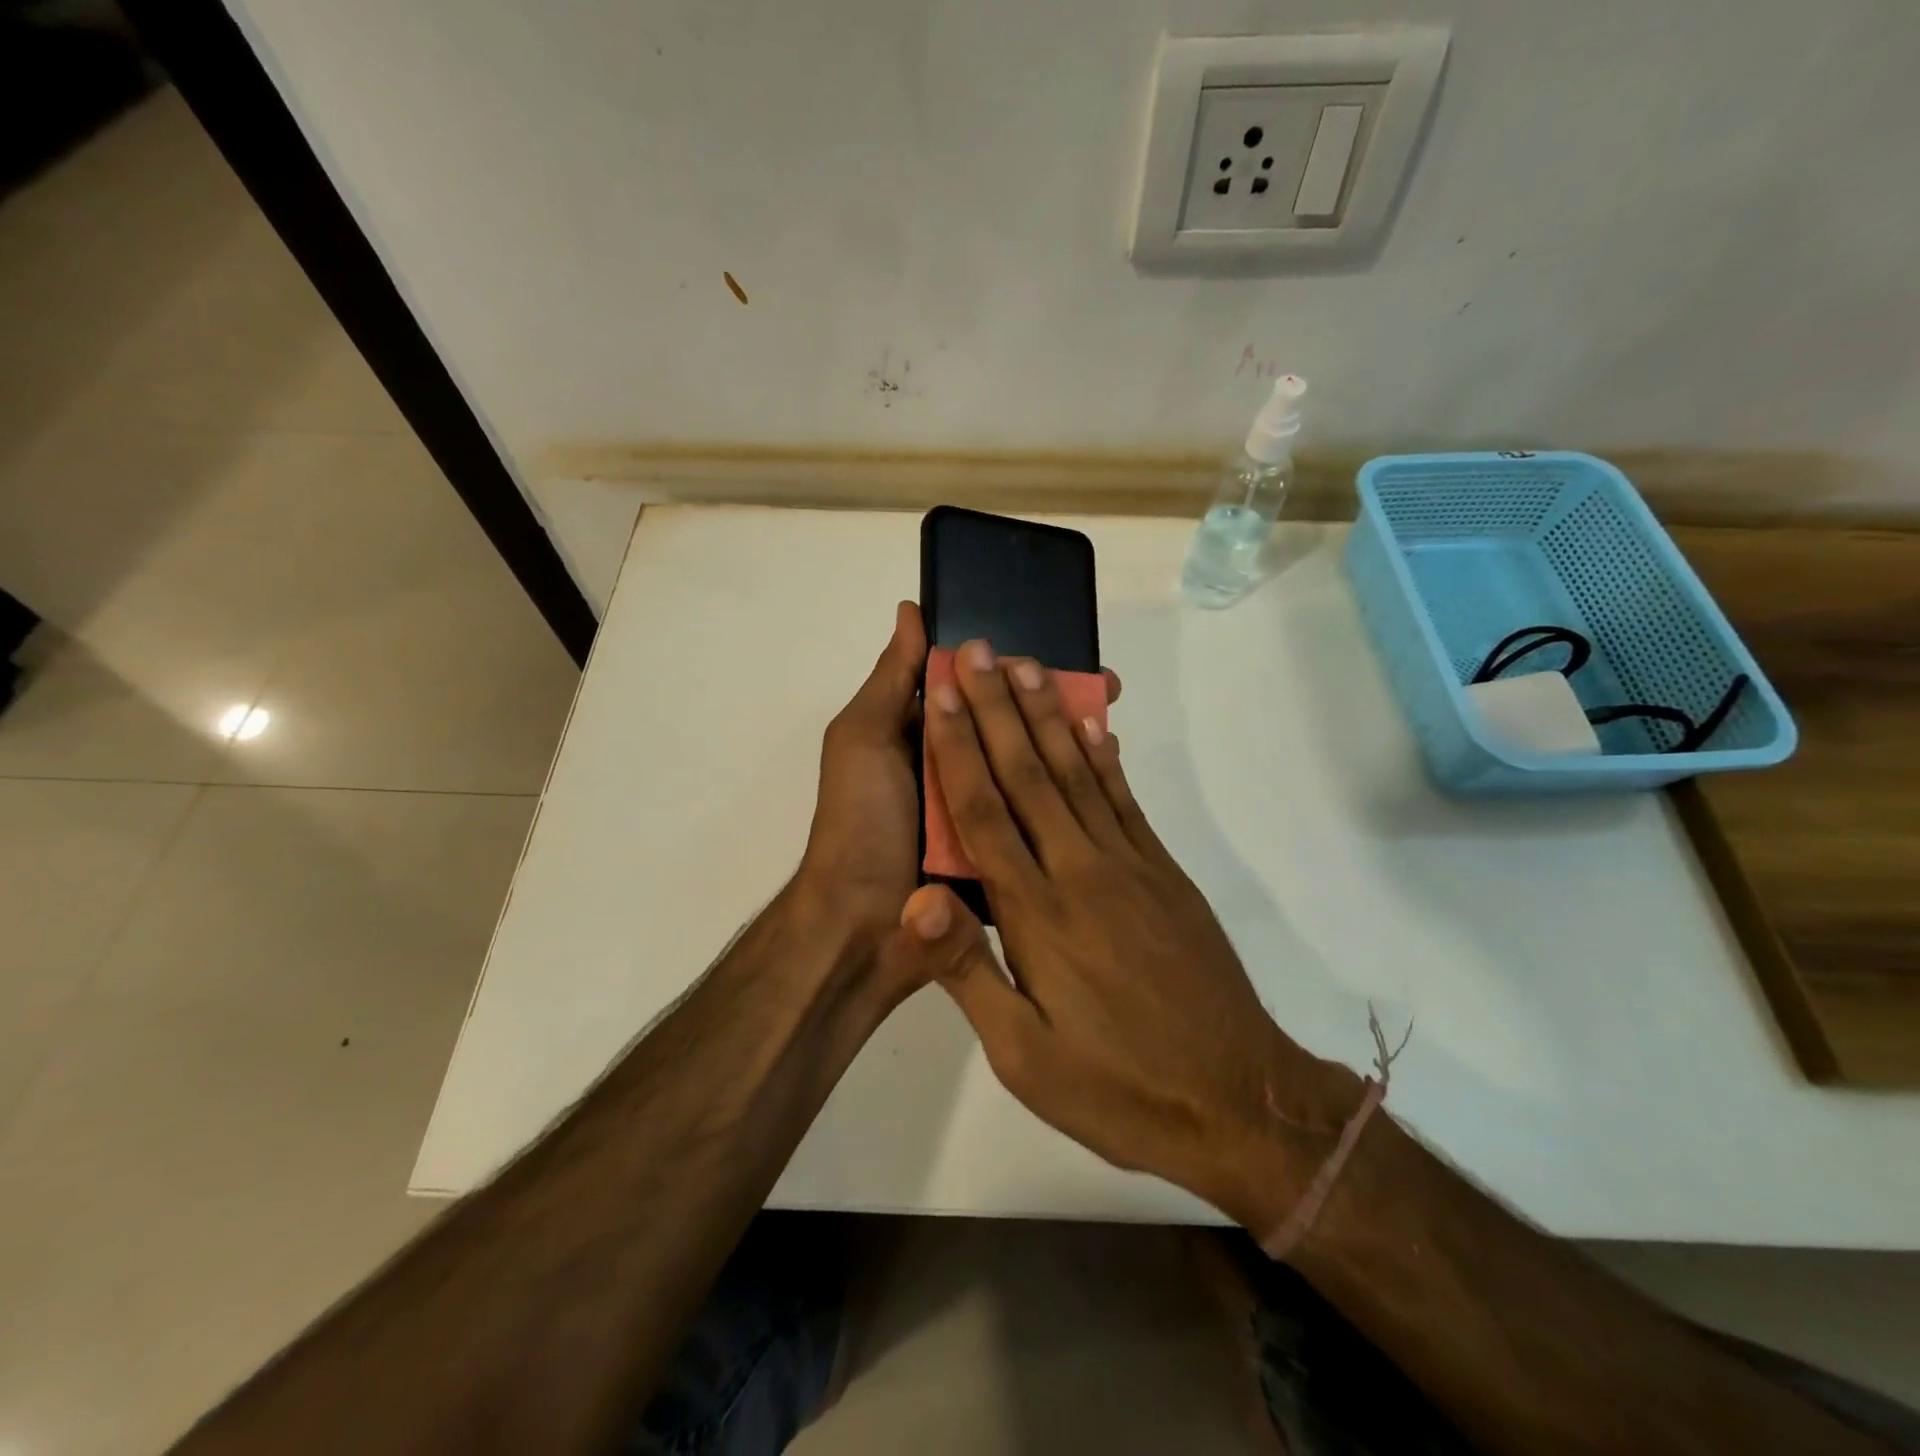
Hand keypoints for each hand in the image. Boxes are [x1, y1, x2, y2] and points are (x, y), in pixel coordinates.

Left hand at [796, 609, 1124, 977]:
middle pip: (1012, 725)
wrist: (863, 925)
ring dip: (1070, 745)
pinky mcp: (1004, 850)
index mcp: (926, 738)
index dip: (1016, 670)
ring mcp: (982, 811)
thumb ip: (892, 679)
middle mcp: (957, 768)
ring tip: (1114, 724)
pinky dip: (1067, 795)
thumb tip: (913, 610)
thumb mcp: (863, 738)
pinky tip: (1105, 775)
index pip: (979, 690)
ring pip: (1031, 768)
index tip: (1062, 651)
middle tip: (1108, 688)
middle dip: (1056, 703)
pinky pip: (1038, 816)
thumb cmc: (861, 817)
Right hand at [899, 639, 1360, 1226]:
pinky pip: (1125, 801)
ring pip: (1077, 774)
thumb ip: (968, 969)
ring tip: (1026, 667)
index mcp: (1036, 914)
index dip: (957, 746)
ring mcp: (1129, 866)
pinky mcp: (1164, 874)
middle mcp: (1080, 871)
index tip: (939, 692)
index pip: (983, 812)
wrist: (1236, 1102)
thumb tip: (915, 898)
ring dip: (1047, 715)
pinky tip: (1093, 724)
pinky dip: (1104, 756)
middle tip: (977, 651)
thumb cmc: (1115, 1087)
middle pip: (1028, 774)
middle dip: (996, 707)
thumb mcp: (1022, 1056)